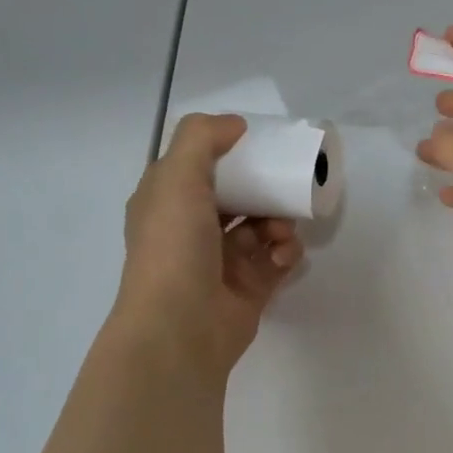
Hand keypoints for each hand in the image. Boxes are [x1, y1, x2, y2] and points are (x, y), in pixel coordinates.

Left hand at [114, 114, 303, 374]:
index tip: (259, 145)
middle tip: (284, 187)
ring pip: (262, 227)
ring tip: (281, 231)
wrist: (180, 328)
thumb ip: (202, 138)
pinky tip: (281, 257)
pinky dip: (285, 253)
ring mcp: (222, 261)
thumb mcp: (176, 177)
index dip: (228, 154)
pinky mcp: (250, 287)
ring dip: (279, 222)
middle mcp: (192, 230)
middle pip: (238, 196)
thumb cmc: (174, 247)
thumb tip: (234, 125)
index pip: (200, 168)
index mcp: (168, 203)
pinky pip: (277, 259)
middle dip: (264, 190)